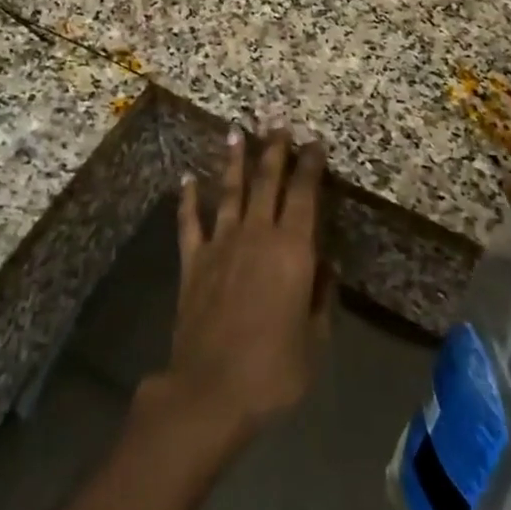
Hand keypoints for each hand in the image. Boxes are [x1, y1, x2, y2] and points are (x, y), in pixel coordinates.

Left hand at [156, 130, 332, 439]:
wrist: (211, 390)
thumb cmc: (274, 369)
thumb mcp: (315, 339)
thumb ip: (320, 296)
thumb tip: (325, 263)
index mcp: (292, 250)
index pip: (304, 194)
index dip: (310, 165)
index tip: (314, 141)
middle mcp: (256, 235)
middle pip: (266, 181)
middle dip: (274, 148)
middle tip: (277, 119)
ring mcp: (220, 244)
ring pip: (229, 191)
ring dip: (234, 159)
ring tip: (236, 130)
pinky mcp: (192, 261)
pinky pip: (189, 222)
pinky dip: (187, 198)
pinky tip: (186, 178)